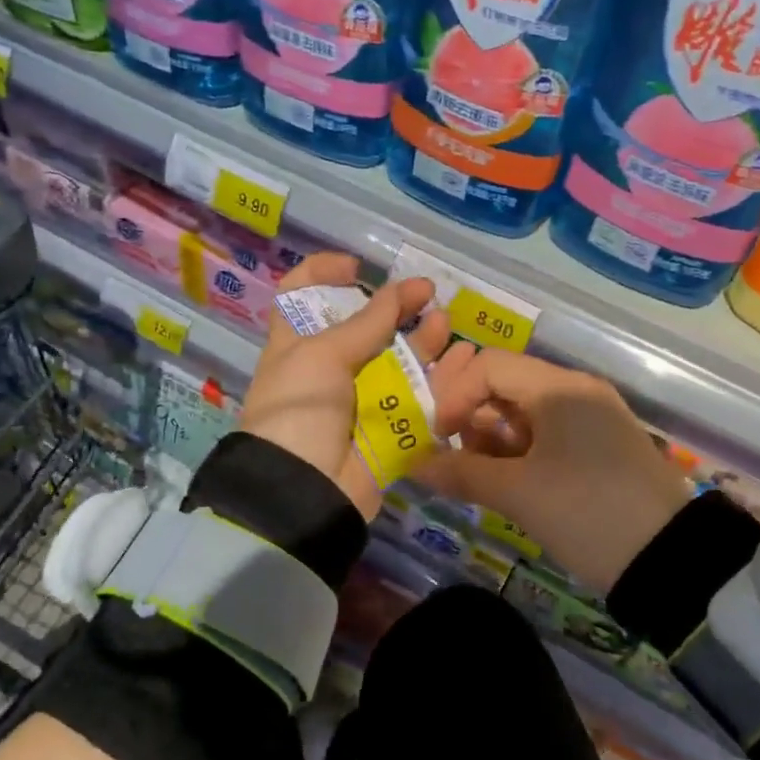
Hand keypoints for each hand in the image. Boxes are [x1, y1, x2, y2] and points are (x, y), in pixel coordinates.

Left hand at [240, 253, 460, 519]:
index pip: (300, 295)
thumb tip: (403, 289)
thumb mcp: (323, 356)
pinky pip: (418, 400)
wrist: (303, 491)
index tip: (356, 268)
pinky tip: (463, 364)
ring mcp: (359, 400)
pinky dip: (440, 382)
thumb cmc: (300, 409)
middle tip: (427, 294)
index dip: (323, 273)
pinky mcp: (386, 430)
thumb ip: (368, 323)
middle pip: (364, 328)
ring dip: (423, 342)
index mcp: (296, 344)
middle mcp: (327, 369)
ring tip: (445, 325)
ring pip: (398, 362)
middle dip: (395, 308)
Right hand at [418, 351, 692, 594]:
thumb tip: (415, 465)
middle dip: (470, 415)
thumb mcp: (520, 494)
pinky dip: (518, 451)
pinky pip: (546, 433)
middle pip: (506, 383)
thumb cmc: (588, 514)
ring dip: (491, 436)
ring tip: (478, 475)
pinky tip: (506, 481)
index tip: (439, 436)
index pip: (490, 366)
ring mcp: (592, 418)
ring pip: (524, 410)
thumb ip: (462, 473)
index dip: (455, 394)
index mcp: (559, 387)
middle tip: (453, 454)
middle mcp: (576, 391)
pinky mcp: (599, 446)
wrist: (672, 561)